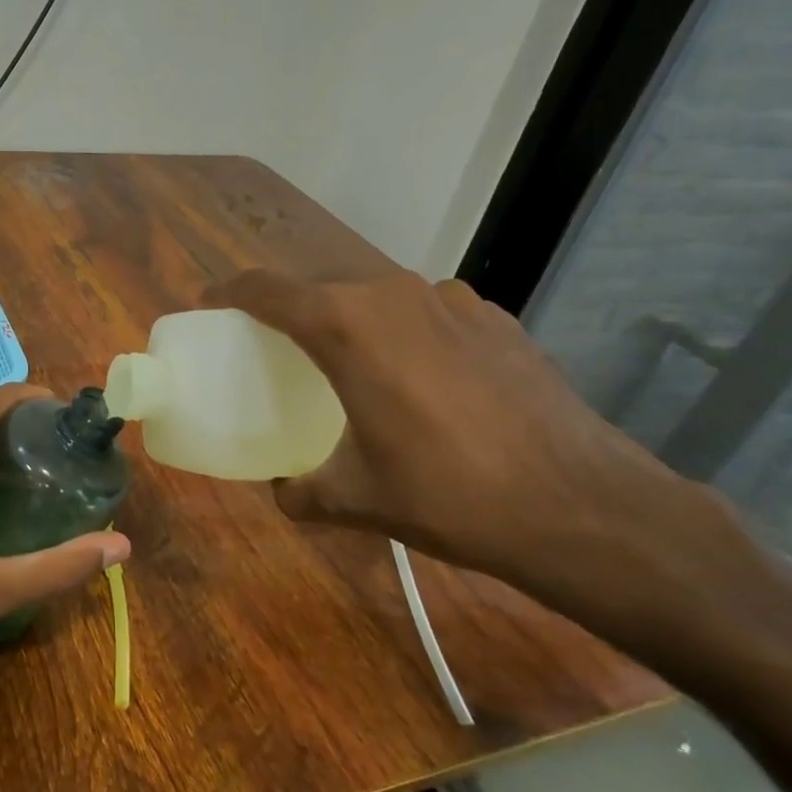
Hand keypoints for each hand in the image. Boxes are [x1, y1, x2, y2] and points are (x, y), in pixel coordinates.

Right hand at [203, 268, 718, 622]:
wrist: (581, 506)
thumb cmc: (449, 495)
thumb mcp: (356, 499)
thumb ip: (301, 490)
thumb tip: (282, 490)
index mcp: (346, 326)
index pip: (266, 289)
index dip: (230, 292)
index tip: (210, 304)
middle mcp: (394, 294)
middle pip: (321, 285)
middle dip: (290, 307)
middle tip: (274, 343)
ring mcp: (451, 300)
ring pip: (376, 294)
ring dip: (350, 317)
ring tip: (349, 359)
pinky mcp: (494, 318)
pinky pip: (426, 311)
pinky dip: (403, 330)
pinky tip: (419, 376)